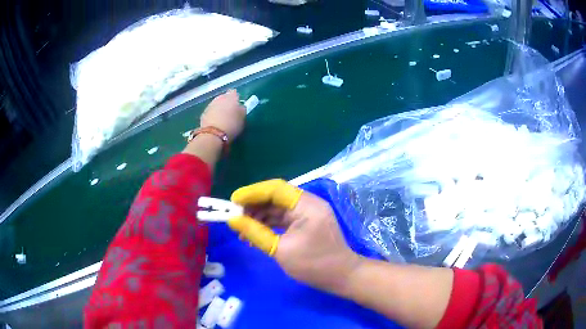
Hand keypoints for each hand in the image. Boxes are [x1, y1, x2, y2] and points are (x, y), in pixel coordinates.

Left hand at [200, 89, 245, 140]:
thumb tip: (240, 107)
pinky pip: (210, 111)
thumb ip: (242, 110)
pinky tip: (215, 123)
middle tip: (230, 112)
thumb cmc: (232, 125)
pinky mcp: (203, 113)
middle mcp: (220, 98)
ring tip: (222, 118)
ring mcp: (210, 105)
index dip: (236, 98)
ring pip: (216, 104)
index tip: (237, 105)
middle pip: (224, 97)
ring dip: (219, 109)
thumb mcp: (243, 118)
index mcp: (231, 97)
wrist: (213, 135)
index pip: (234, 92)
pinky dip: (213, 115)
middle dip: (226, 102)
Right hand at [231, 180, 361, 295]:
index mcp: (306, 205)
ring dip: (260, 216)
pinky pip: (284, 218)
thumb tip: (233, 220)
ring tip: (242, 230)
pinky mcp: (307, 223)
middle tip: (235, 217)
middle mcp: (308, 203)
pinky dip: (269, 224)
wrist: (342, 277)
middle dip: (254, 206)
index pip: (275, 188)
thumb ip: (255, 232)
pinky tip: (256, 234)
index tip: (233, 201)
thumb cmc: (314, 264)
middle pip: (276, 197)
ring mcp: (309, 213)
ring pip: (278, 208)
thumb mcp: (281, 250)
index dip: (252, 193)